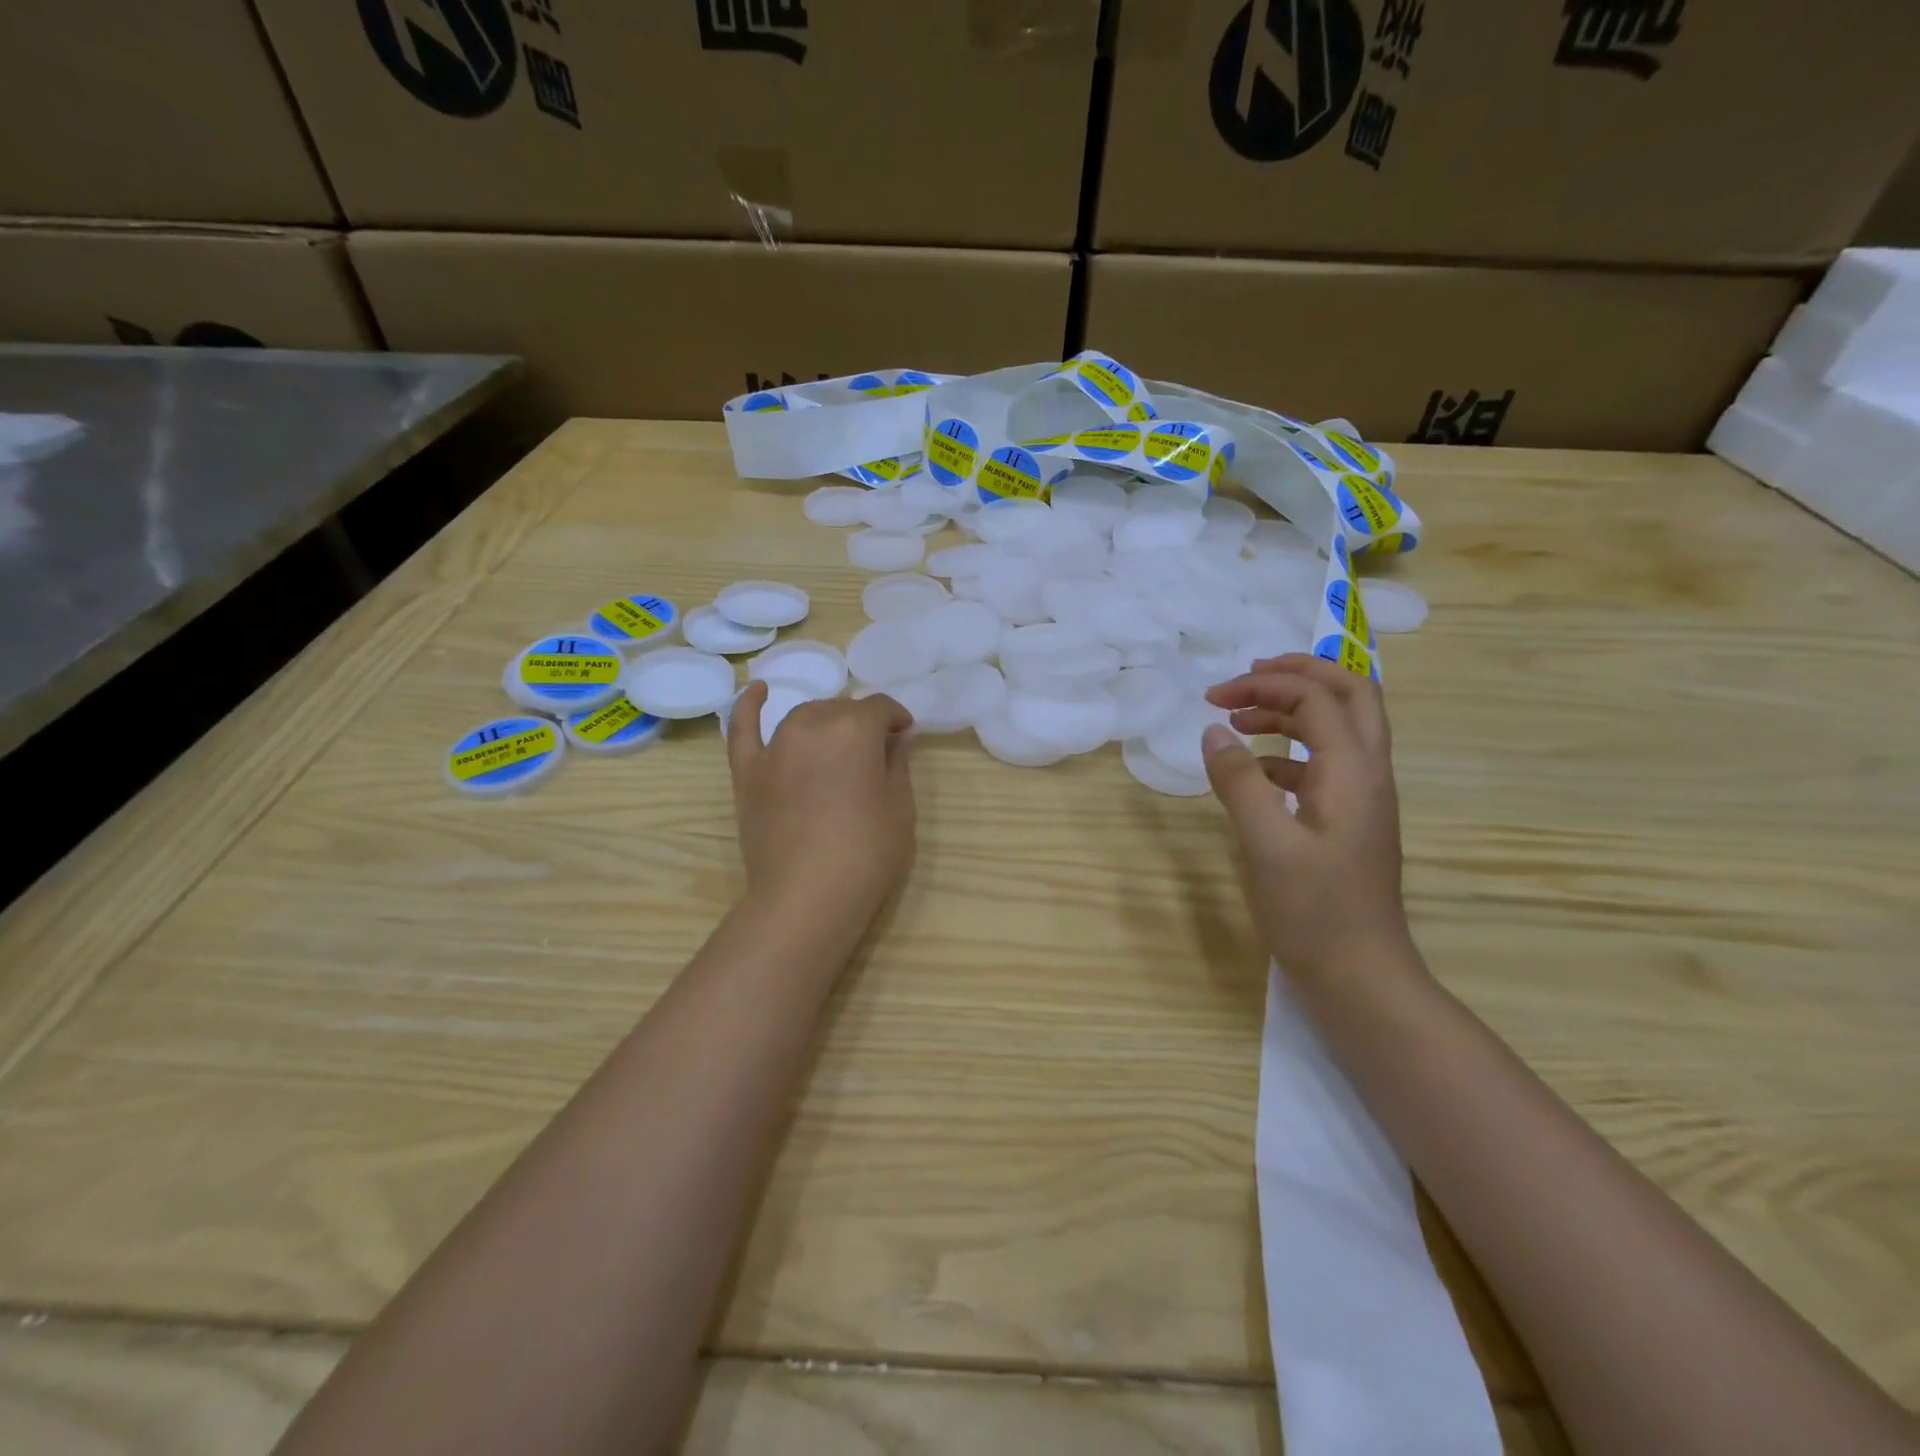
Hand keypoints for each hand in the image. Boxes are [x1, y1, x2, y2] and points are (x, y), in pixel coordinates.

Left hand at [725, 682, 917, 933]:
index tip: (904, 737)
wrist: (807, 898)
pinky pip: (743, 728)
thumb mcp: (900, 808)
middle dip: (862, 724)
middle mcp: (812, 725)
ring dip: (825, 722)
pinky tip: (757, 690)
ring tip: (837, 743)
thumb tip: (899, 735)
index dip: (896, 720)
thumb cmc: (867, 853)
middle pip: (841, 710)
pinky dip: (749, 706)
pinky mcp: (747, 772)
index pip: (880, 708)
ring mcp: (774, 747)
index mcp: (854, 729)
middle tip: (875, 753)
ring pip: (804, 717)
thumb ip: (898, 763)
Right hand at [1201, 655, 1412, 986]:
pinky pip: (1325, 764)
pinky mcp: (1350, 820)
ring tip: (1240, 718)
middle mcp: (1368, 773)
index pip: (1316, 698)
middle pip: (1351, 694)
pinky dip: (1290, 752)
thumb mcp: (1266, 843)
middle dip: (1300, 674)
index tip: (1213, 699)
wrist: (1361, 976)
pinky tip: (1254, 772)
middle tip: (1249, 676)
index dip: (1264, 686)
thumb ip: (1239, 781)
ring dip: (1293, 710)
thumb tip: (1214, 730)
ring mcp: (1363, 797)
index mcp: (1353, 770)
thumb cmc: (1314, 910)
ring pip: (1339, 727)